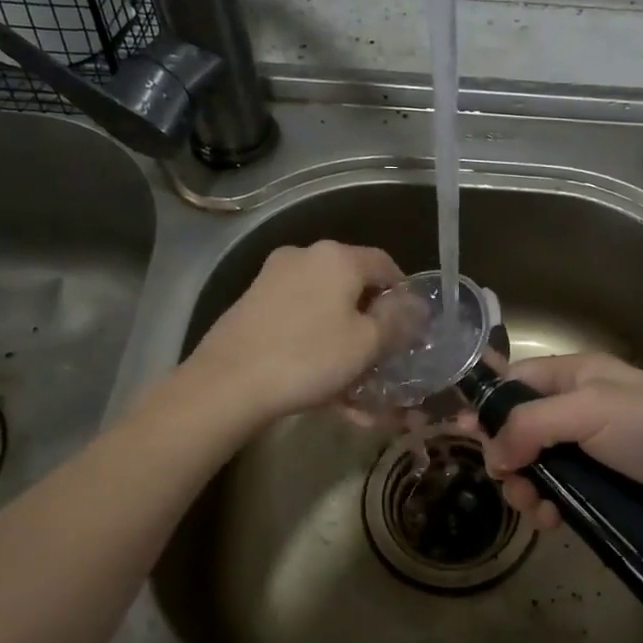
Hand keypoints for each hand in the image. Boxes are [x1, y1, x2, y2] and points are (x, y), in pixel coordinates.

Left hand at [186, 241, 405, 420]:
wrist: (227, 383)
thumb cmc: (309, 357)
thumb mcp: (367, 343)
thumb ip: (397, 321)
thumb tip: (415, 305)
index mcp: (337, 257)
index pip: (386, 264)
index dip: (404, 296)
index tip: (411, 329)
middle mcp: (304, 257)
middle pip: (353, 286)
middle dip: (372, 323)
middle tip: (384, 358)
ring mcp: (273, 279)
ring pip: (325, 309)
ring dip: (345, 341)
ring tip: (356, 385)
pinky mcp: (252, 305)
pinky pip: (300, 321)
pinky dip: (317, 345)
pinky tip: (324, 383)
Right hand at [472, 352, 642, 532]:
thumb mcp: (589, 412)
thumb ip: (530, 425)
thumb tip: (491, 455)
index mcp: (578, 374)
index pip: (516, 379)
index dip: (489, 406)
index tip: (464, 437)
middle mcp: (583, 405)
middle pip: (522, 427)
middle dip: (508, 458)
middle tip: (511, 487)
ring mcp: (596, 446)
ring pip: (539, 463)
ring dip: (527, 487)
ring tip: (536, 510)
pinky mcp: (609, 482)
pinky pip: (563, 489)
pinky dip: (551, 504)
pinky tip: (554, 521)